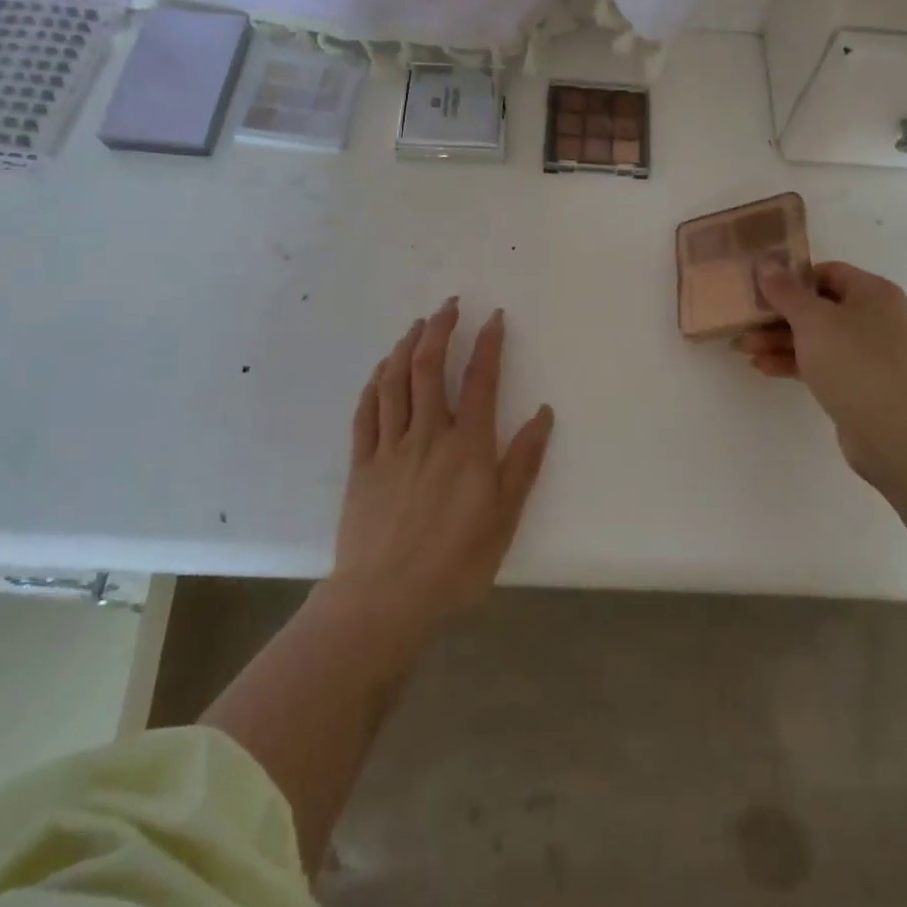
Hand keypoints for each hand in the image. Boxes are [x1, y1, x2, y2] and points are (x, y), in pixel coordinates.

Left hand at [330, 298, 553, 638]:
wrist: (386, 600)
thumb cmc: (456, 562)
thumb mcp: (505, 516)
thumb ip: (524, 462)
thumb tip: (543, 413)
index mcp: (467, 445)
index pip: (479, 379)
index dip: (487, 343)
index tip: (493, 317)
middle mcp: (428, 434)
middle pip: (428, 367)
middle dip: (439, 329)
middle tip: (449, 305)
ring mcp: (390, 447)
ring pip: (394, 382)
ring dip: (404, 347)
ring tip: (415, 326)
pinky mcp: (362, 465)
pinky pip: (366, 413)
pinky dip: (374, 385)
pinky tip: (379, 372)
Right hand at [740, 262, 906, 493]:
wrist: (889, 432)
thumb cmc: (852, 362)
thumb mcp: (812, 320)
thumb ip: (785, 291)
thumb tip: (765, 264)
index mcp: (872, 292)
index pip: (826, 272)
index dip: (792, 278)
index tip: (760, 287)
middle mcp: (873, 317)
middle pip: (817, 306)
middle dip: (778, 315)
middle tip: (744, 321)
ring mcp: (866, 351)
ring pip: (815, 337)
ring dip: (779, 340)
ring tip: (744, 348)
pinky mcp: (856, 381)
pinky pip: (819, 362)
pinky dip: (793, 362)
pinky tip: (763, 367)